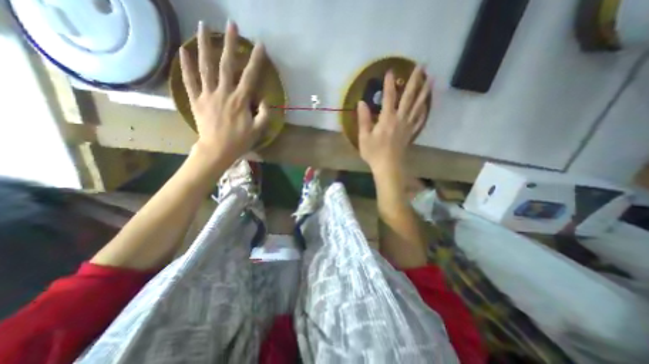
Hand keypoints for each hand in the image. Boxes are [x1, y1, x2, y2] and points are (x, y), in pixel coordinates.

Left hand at [180, 21, 268, 166]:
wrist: (217, 150)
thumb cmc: (240, 141)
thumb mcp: (258, 130)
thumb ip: (265, 114)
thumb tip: (265, 100)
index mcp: (240, 101)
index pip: (249, 76)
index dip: (256, 60)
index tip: (259, 45)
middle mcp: (223, 93)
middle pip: (226, 65)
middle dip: (229, 43)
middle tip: (230, 24)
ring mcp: (207, 95)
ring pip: (205, 67)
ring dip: (204, 45)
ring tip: (203, 25)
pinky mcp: (196, 100)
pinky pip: (189, 80)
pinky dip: (185, 65)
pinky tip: (183, 50)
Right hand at [355, 67, 428, 175]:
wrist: (388, 167)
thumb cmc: (374, 153)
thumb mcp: (364, 137)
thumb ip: (363, 119)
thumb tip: (361, 103)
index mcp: (387, 119)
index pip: (389, 97)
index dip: (389, 84)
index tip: (390, 70)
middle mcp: (400, 119)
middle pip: (409, 97)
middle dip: (415, 81)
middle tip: (422, 66)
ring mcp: (408, 126)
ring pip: (418, 106)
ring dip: (424, 92)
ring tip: (431, 80)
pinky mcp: (411, 133)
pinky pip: (420, 119)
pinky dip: (424, 111)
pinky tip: (427, 105)